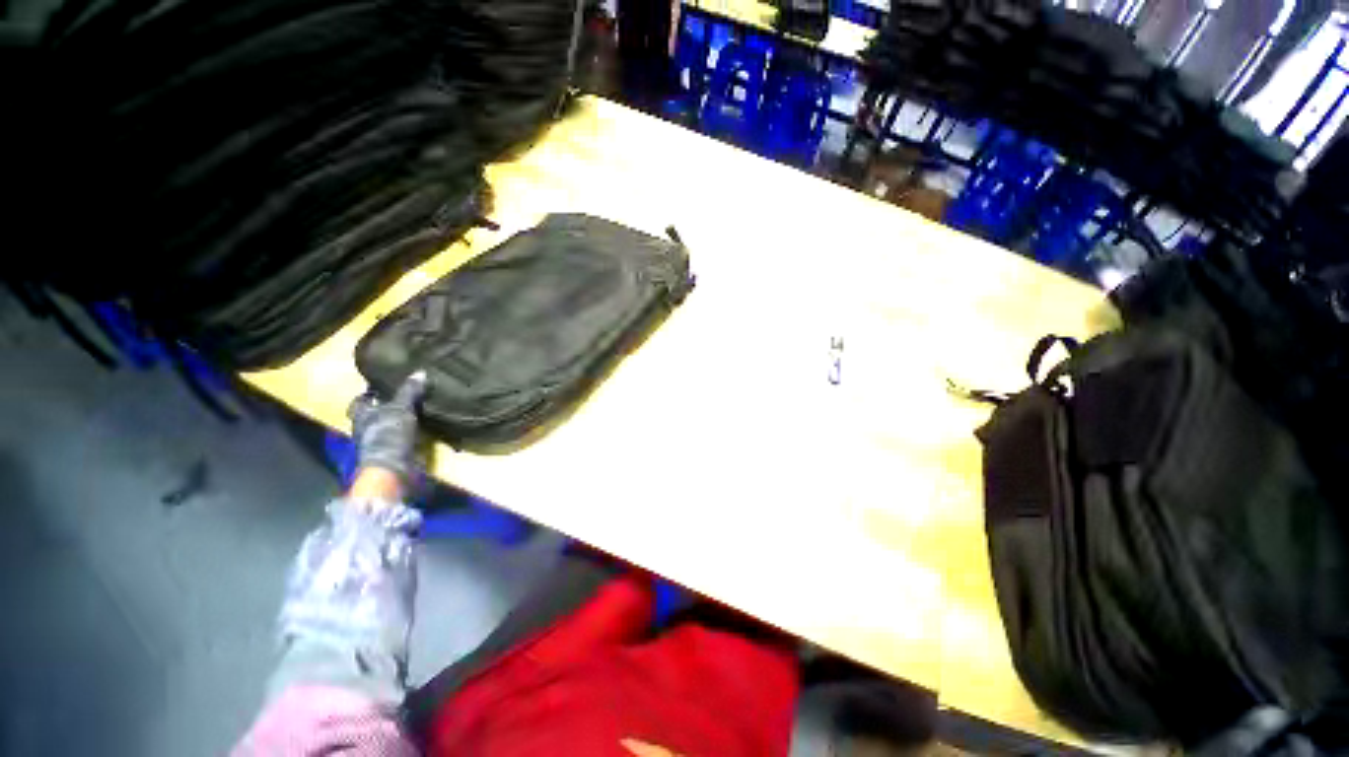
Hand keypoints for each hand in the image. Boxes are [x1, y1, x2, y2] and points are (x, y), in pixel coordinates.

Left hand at [348, 371, 426, 488]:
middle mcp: (367, 428)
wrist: (393, 467)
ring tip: (421, 406)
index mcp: (361, 416)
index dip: (368, 393)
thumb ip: (409, 391)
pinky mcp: (397, 451)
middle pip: (375, 413)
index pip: (360, 401)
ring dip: (403, 418)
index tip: (381, 385)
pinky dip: (414, 430)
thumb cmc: (388, 434)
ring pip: (391, 425)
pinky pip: (406, 436)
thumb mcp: (400, 408)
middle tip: (406, 393)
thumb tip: (420, 372)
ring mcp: (382, 441)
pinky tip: (426, 423)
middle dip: (387, 405)